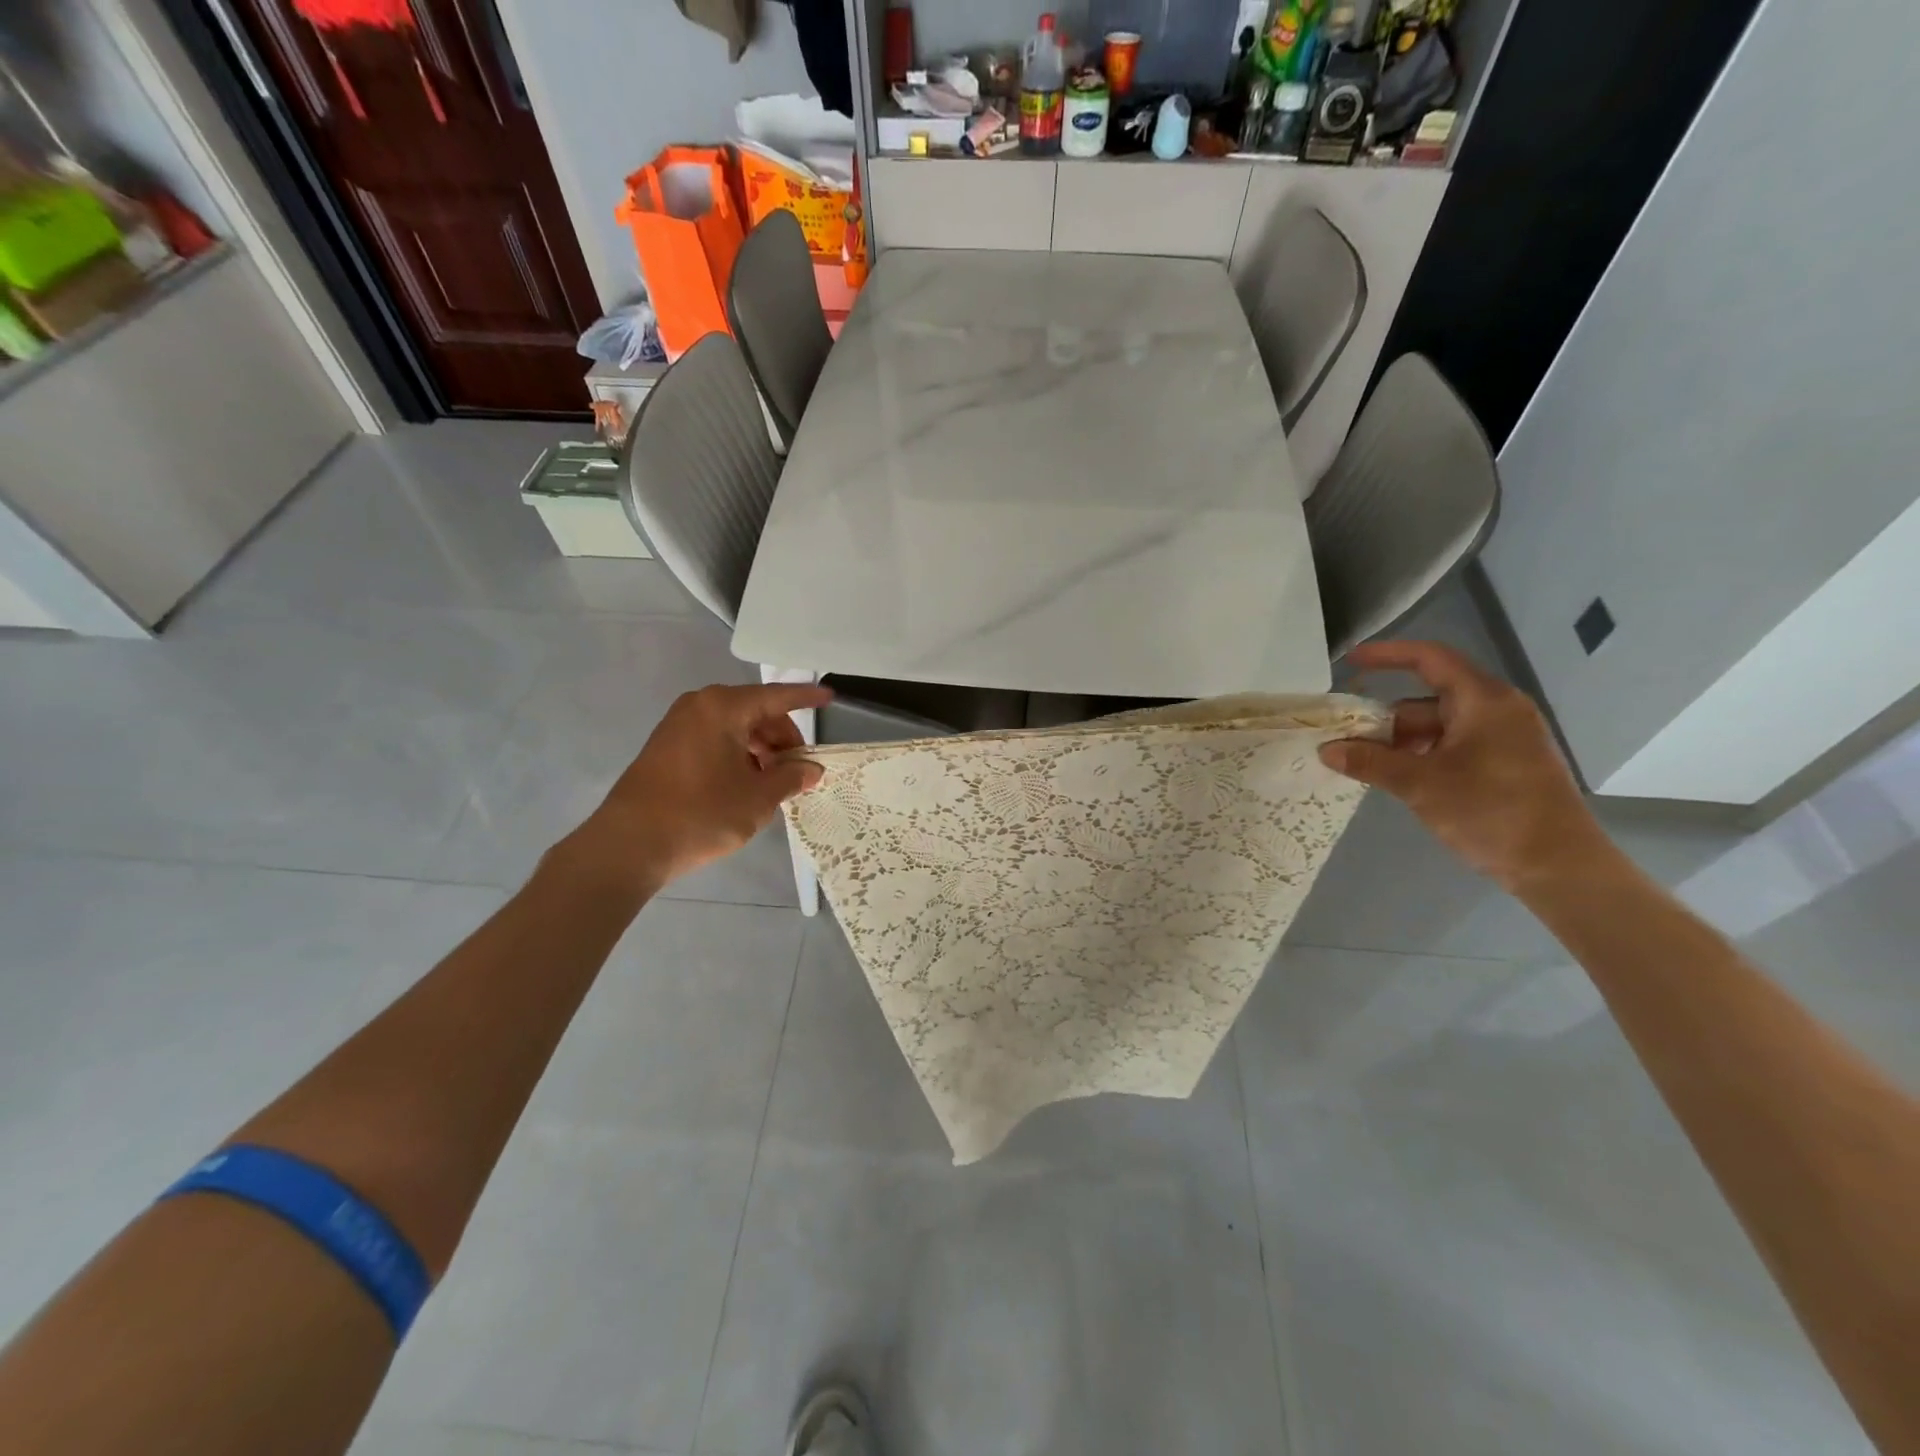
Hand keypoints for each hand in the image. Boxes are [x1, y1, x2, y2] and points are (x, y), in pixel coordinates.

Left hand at [567, 683, 832, 893]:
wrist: (628, 845)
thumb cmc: (700, 814)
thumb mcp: (757, 799)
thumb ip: (791, 777)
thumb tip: (811, 769)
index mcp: (724, 708)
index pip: (777, 696)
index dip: (806, 699)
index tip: (830, 698)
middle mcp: (700, 705)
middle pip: (757, 712)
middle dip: (782, 738)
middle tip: (798, 771)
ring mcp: (679, 724)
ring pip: (736, 727)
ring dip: (761, 749)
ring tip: (773, 784)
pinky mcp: (666, 746)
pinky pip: (715, 739)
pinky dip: (738, 754)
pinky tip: (745, 785)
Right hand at [1319, 641, 1610, 892]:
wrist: (1559, 866)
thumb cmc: (1490, 811)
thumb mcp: (1420, 784)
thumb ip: (1370, 762)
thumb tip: (1326, 749)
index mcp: (1483, 700)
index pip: (1429, 659)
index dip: (1387, 655)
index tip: (1350, 662)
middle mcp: (1497, 710)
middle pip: (1428, 698)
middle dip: (1385, 717)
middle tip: (1346, 737)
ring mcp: (1505, 738)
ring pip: (1439, 726)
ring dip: (1401, 741)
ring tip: (1366, 765)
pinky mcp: (1507, 764)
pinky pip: (1454, 746)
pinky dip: (1422, 755)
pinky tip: (1400, 779)